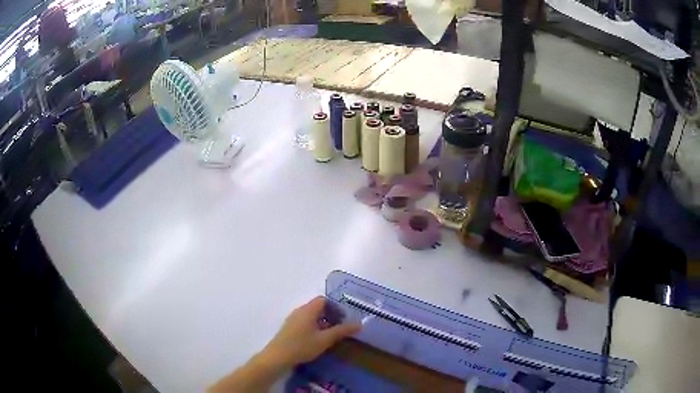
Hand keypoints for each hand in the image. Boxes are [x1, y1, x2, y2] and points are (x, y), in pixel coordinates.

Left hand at [258, 296, 360, 368]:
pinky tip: (317, 340)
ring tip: (330, 336)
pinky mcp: (289, 328)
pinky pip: (305, 322)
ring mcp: (293, 319)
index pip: (323, 300)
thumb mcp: (325, 339)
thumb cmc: (302, 346)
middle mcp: (300, 311)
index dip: (335, 307)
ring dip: (322, 322)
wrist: (278, 357)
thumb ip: (342, 331)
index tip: (343, 319)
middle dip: (330, 315)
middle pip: (317, 307)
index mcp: (308, 310)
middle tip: (339, 328)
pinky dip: (314, 327)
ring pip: (311, 315)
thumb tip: (359, 324)